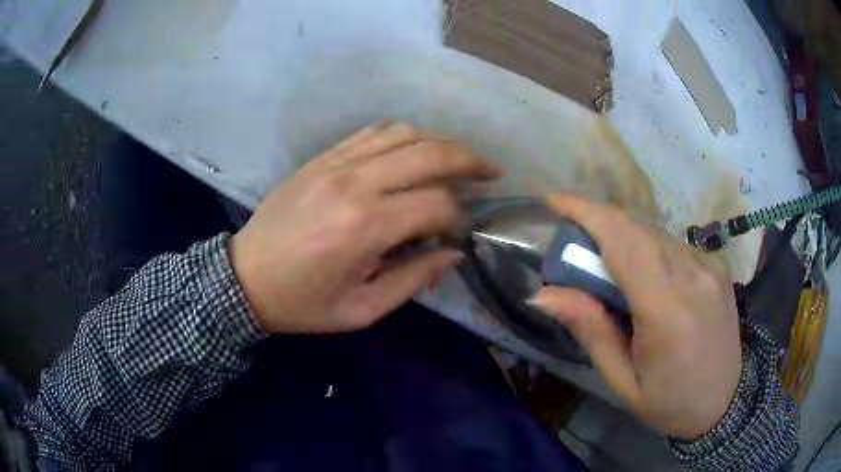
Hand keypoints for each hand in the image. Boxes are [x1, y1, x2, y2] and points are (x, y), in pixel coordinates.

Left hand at [231, 122, 502, 333]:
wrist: (244, 277)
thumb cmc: (302, 303)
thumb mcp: (361, 309)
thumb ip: (413, 279)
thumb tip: (452, 253)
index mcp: (365, 227)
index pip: (437, 204)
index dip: (461, 217)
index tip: (463, 232)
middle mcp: (355, 183)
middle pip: (429, 153)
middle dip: (470, 160)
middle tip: (492, 172)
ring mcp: (336, 163)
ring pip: (403, 133)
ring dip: (440, 141)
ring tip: (462, 157)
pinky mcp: (322, 158)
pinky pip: (372, 132)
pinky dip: (403, 135)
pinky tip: (417, 147)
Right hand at [531, 194, 741, 439]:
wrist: (724, 402)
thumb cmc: (669, 402)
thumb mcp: (622, 381)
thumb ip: (591, 331)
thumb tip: (545, 293)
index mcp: (667, 310)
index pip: (623, 242)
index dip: (586, 212)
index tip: (554, 200)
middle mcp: (693, 275)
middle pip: (637, 228)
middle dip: (598, 221)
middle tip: (573, 240)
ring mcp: (709, 266)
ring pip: (655, 232)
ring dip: (623, 234)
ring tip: (605, 261)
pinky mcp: (717, 265)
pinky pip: (673, 243)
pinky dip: (647, 246)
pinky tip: (642, 273)